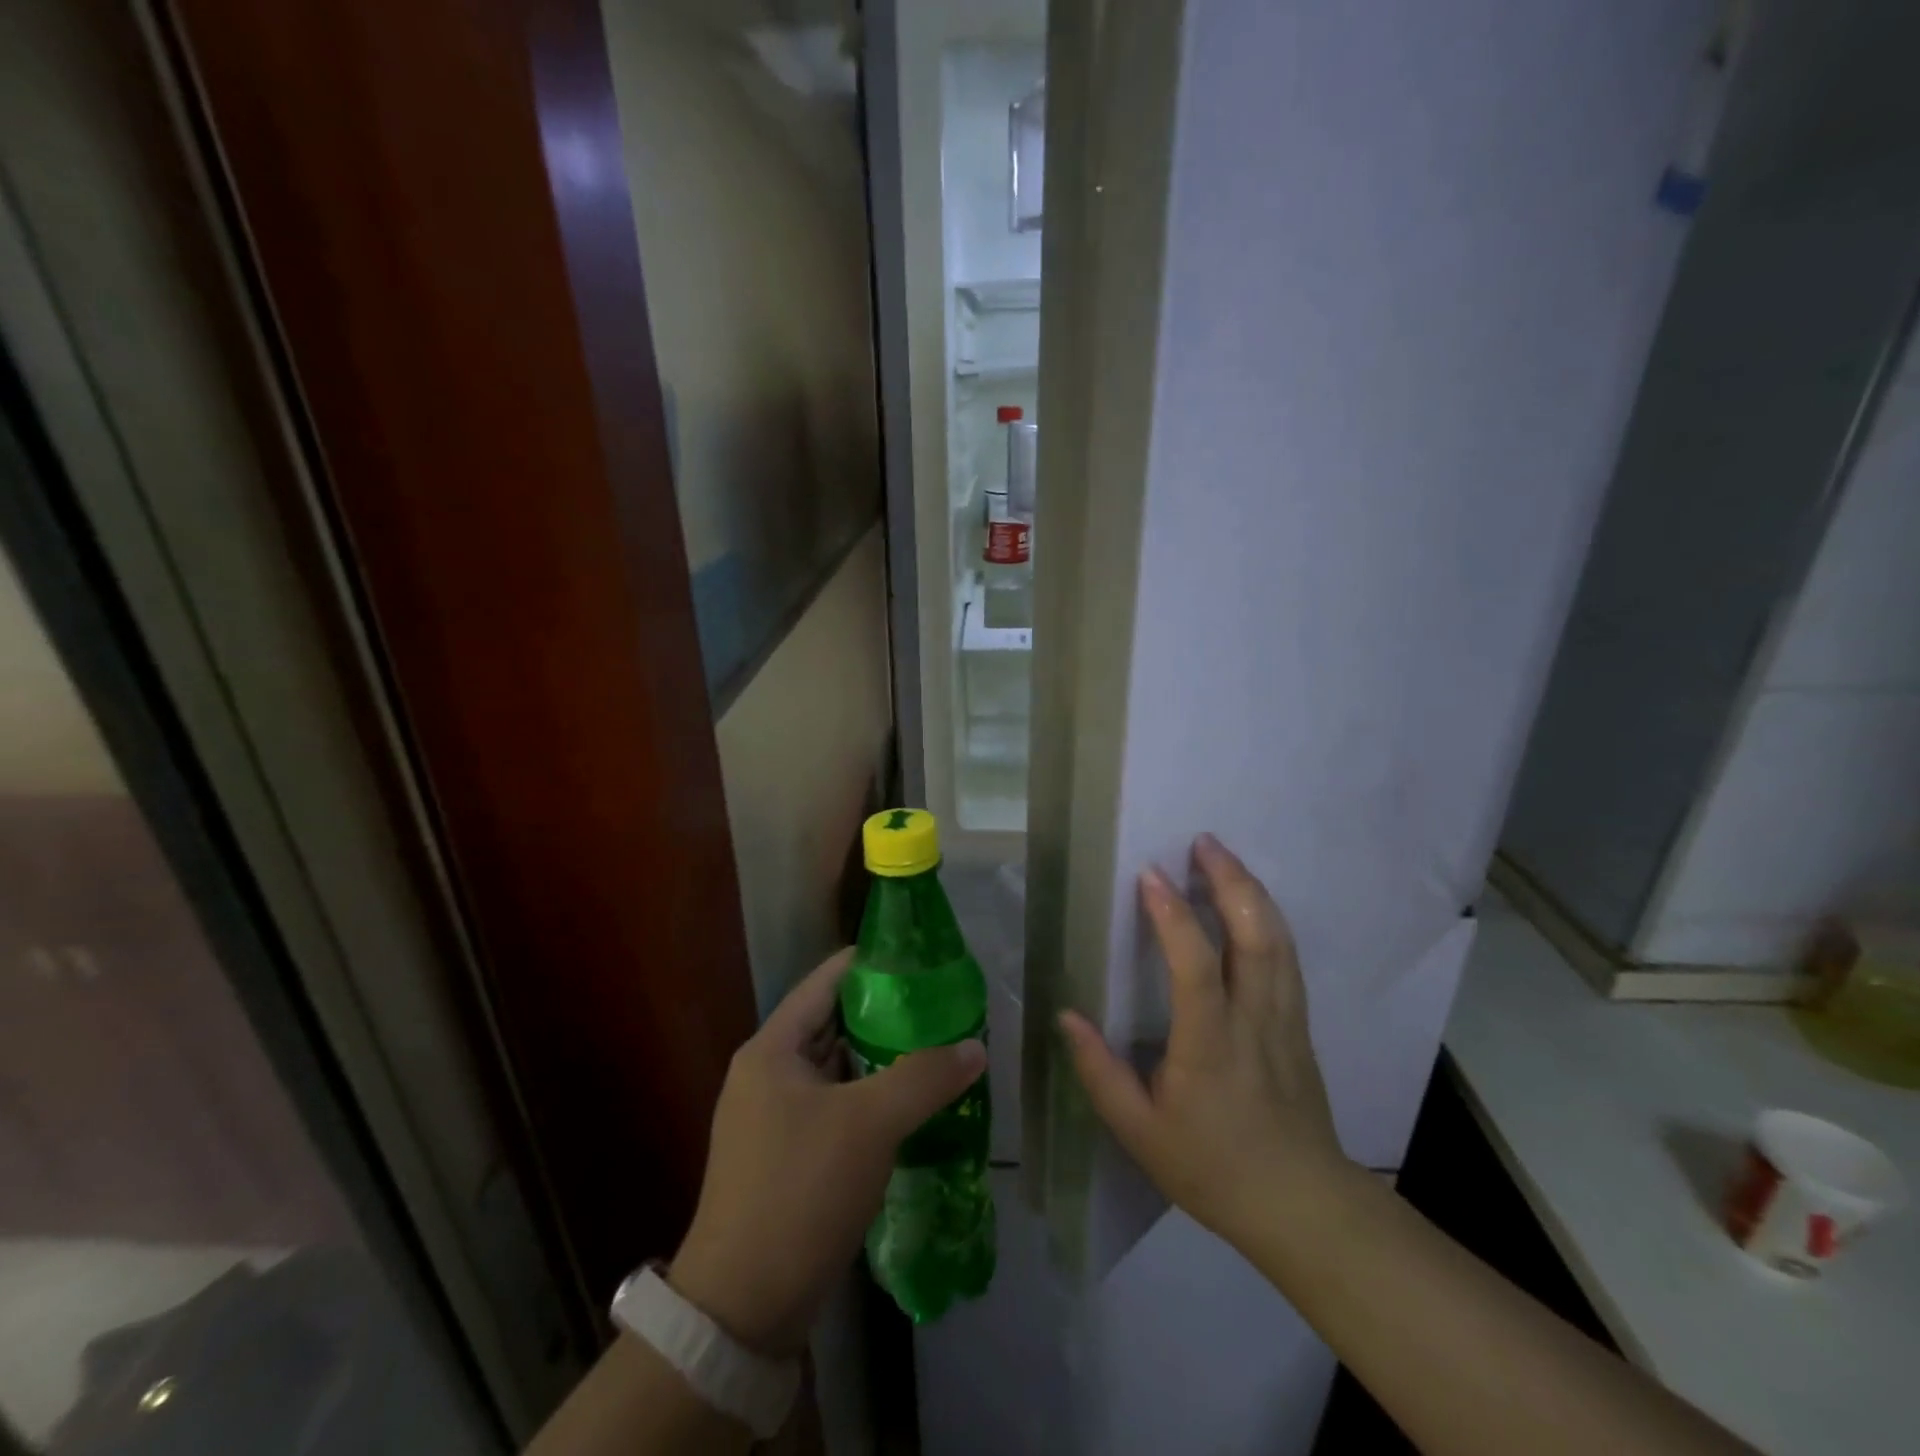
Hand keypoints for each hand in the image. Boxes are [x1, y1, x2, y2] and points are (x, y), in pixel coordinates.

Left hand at [669, 949, 985, 1356]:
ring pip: (839, 1069)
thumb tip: (974, 1046)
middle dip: (886, 1014)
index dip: (872, 963)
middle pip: (834, 1024)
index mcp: (772, 1049)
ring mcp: (775, 1118)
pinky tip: (913, 1105)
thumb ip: (924, 1077)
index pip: (826, 981)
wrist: (743, 1308)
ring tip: (937, 1048)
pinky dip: (873, 1099)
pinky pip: (838, 1107)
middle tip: (941, 1006)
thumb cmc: (800, 1192)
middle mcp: (768, 1074)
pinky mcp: (789, 1156)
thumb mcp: (868, 1124)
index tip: (921, 958)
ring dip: (882, 1060)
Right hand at [1059, 833, 1348, 1244]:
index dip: (1172, 915)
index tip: (1150, 874)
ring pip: (1277, 939)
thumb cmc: (1212, 1168)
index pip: (1195, 964)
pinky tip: (1251, 904)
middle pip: (1254, 934)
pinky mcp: (1299, 1024)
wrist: (1302, 1205)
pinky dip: (1268, 918)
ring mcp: (1285, 1018)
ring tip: (1223, 857)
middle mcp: (1253, 1018)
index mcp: (1210, 1043)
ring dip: (1251, 890)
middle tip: (1203, 841)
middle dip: (1230, 880)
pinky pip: (1286, 957)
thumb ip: (1099, 1072)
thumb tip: (1066, 1015)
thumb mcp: (1140, 1131)